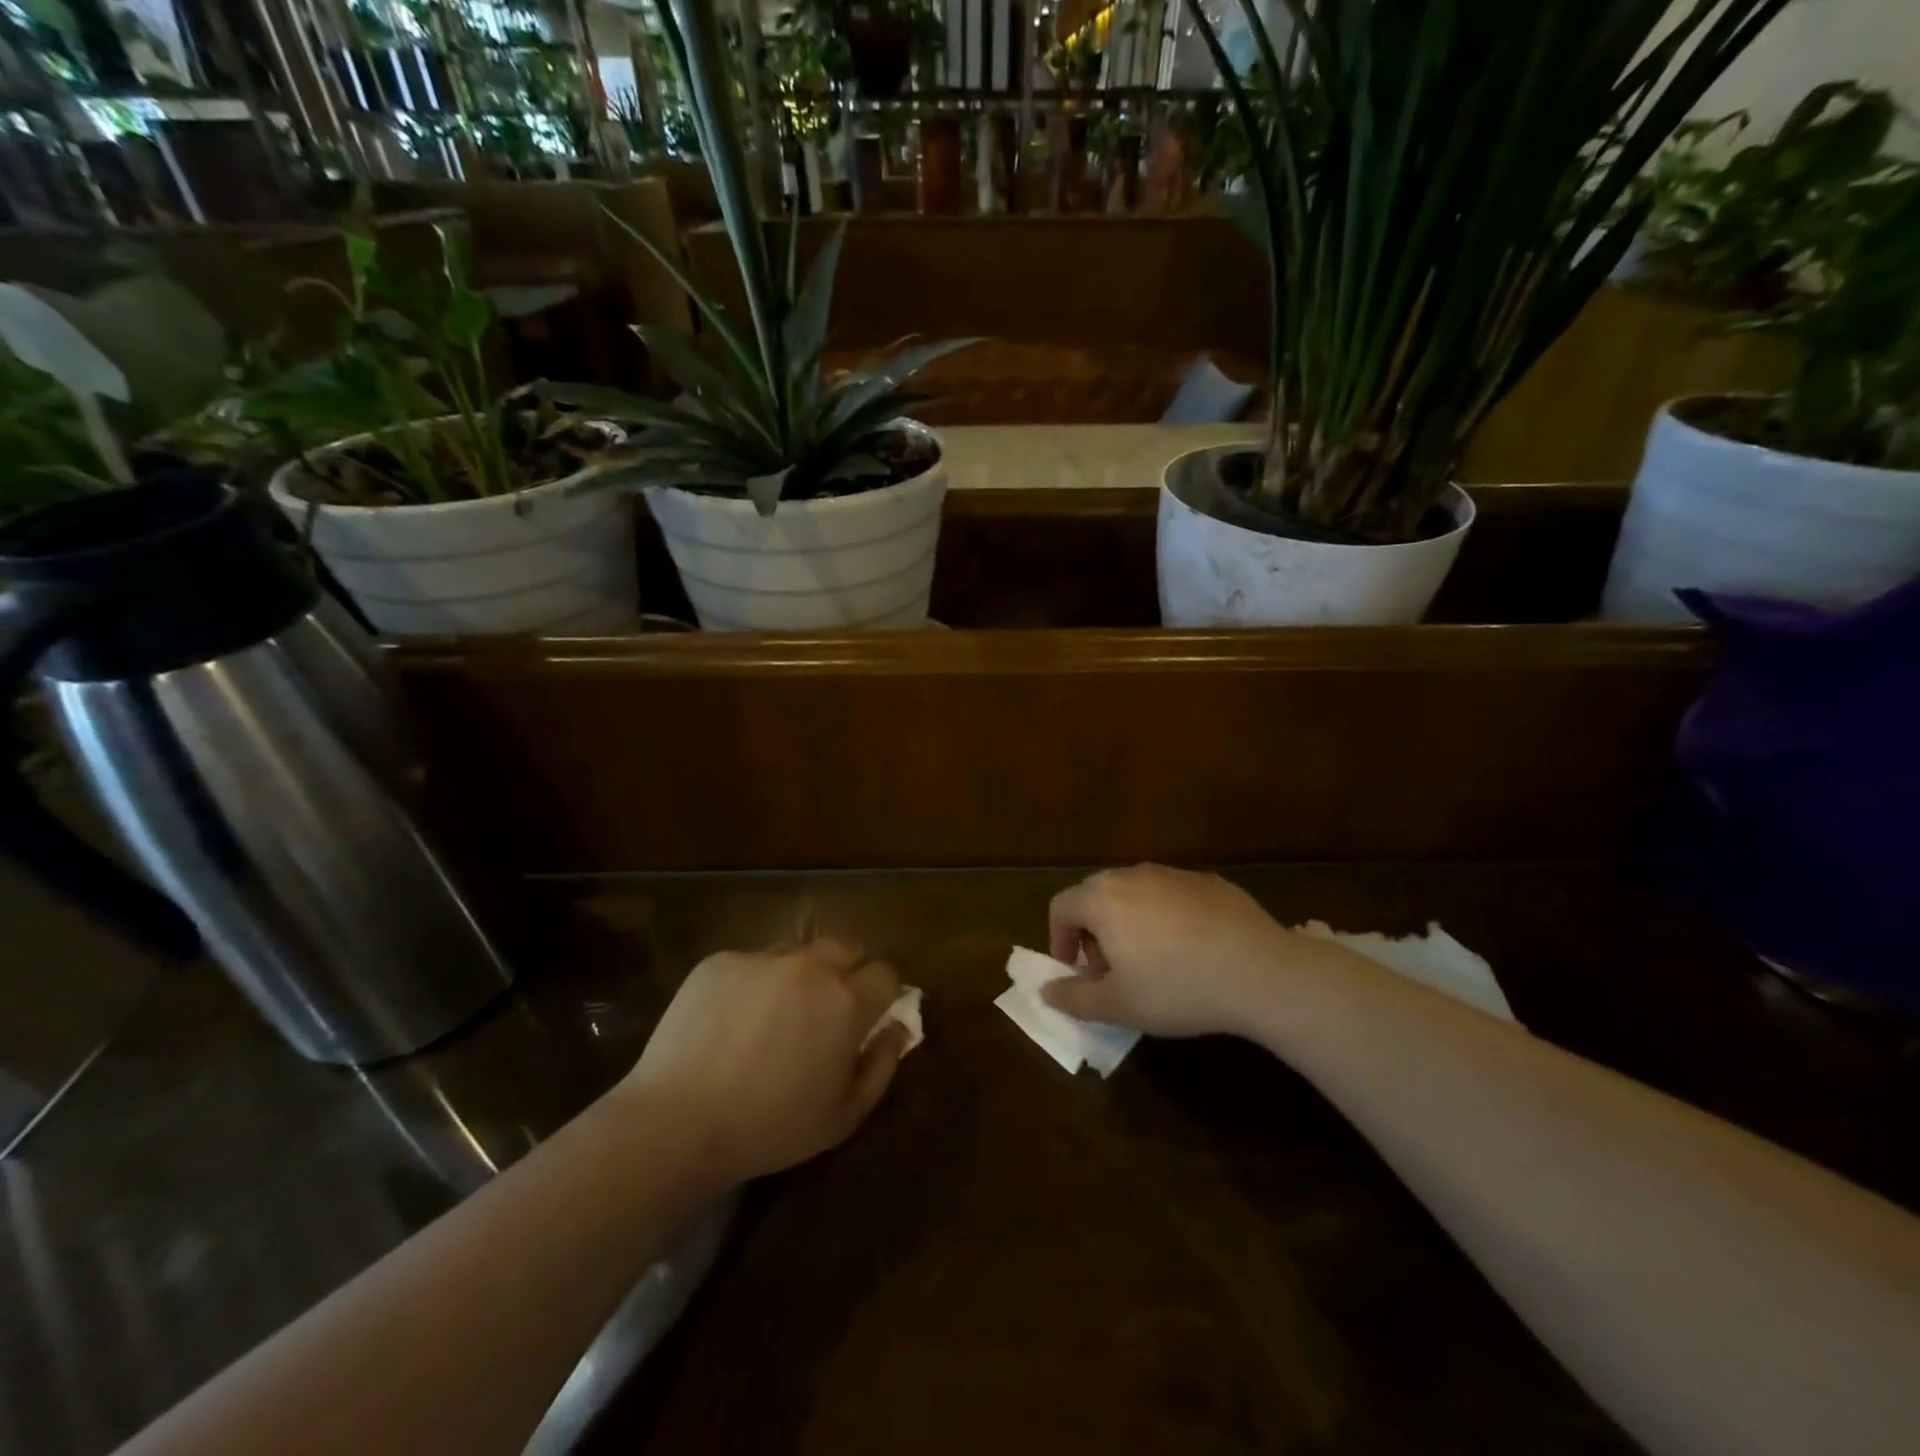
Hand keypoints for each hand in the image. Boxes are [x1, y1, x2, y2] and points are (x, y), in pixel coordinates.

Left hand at [619, 940, 910, 1184]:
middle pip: (846, 950)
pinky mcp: (720, 961)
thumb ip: (883, 1065)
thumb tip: (900, 1027)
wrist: (676, 1122)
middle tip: (828, 1012)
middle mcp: (810, 965)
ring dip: (802, 975)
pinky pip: (752, 962)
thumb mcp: (844, 1115)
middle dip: (848, 973)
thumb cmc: (770, 1127)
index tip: (872, 1013)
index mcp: (846, 1000)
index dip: (885, 992)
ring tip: (777, 1015)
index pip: (886, 972)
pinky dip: (755, 983)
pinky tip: (733, 1021)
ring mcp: (761, 958)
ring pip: (798, 952)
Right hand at [1042, 864, 1319, 1037]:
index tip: (1077, 973)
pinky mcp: (1208, 881)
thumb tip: (1047, 990)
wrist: (1260, 972)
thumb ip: (1074, 998)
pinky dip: (1166, 917)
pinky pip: (1171, 895)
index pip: (1061, 908)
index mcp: (1102, 899)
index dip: (1060, 941)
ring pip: (1134, 893)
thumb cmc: (1177, 988)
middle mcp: (1132, 875)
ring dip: (1128, 922)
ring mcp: (1173, 873)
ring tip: (1151, 962)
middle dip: (1092, 932)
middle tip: (1110, 971)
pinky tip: (1191, 951)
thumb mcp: (1119, 1005)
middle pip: (1095, 895)